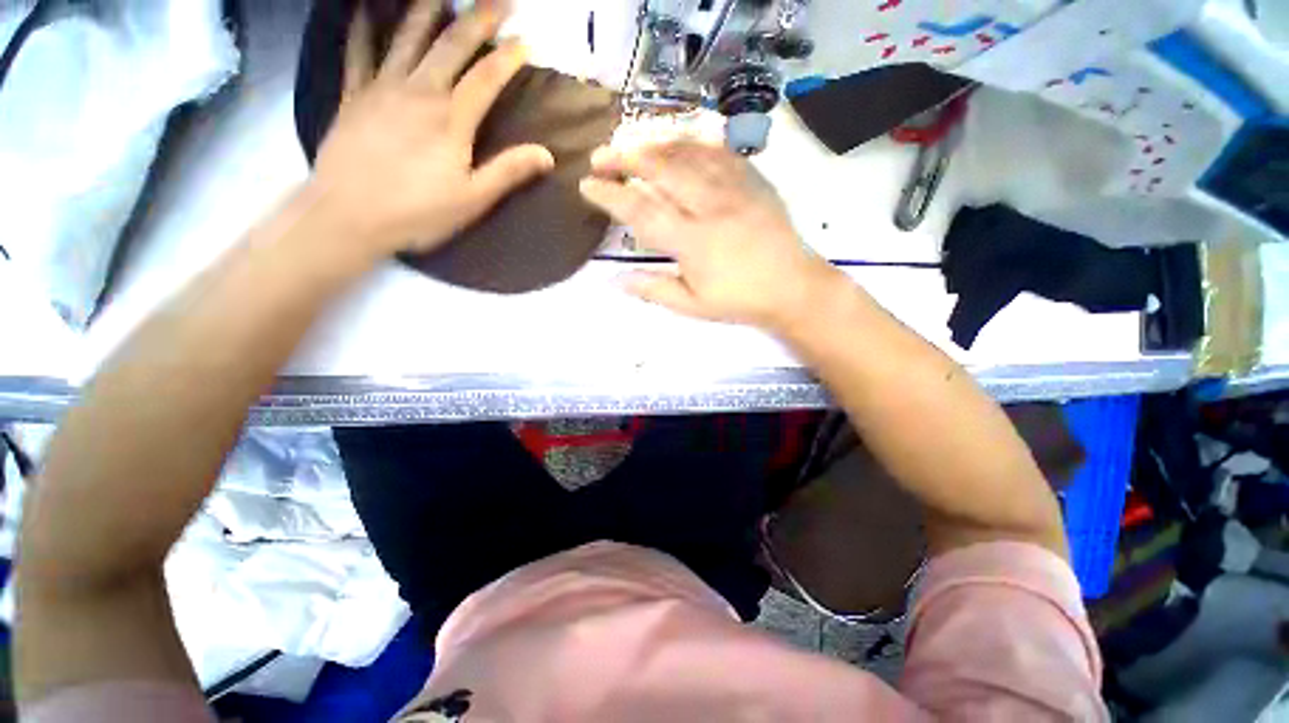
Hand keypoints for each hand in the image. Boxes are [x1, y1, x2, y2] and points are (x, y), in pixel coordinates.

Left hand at [310, 0, 554, 256]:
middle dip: (477, 17)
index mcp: (450, 119)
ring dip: (426, 8)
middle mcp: (418, 91)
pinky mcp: (352, 95)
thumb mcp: (472, 199)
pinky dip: (363, 26)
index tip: (526, 41)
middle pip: (451, 44)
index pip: (486, 77)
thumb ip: (508, 172)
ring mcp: (381, 87)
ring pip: (407, 36)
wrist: (348, 215)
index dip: (508, 57)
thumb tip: (547, 155)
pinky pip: (358, 51)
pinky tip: (367, 8)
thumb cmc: (417, 212)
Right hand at [579, 141, 840, 331]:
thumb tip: (614, 280)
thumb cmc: (739, 301)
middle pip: (661, 169)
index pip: (641, 211)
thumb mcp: (692, 306)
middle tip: (601, 155)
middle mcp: (709, 206)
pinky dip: (693, 143)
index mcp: (692, 241)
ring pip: (688, 153)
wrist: (792, 287)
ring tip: (632, 145)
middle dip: (625, 157)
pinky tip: (679, 143)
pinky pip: (718, 152)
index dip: (610, 195)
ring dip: (654, 145)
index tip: (587, 184)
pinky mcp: (753, 180)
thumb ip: (653, 289)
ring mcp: (734, 189)